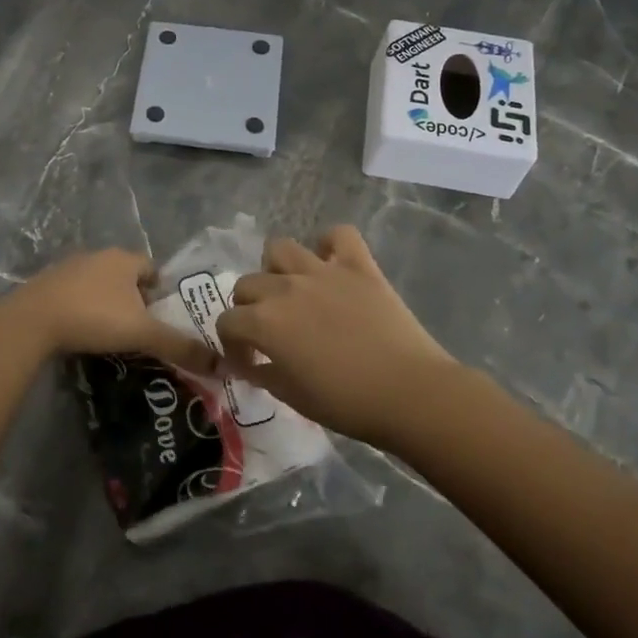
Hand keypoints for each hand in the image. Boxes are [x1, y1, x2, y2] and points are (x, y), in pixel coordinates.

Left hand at [5, 249, 218, 374]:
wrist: (32, 320)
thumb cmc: (94, 317)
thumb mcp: (142, 333)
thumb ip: (180, 346)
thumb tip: (222, 365)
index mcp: (124, 259)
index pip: (152, 268)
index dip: (161, 292)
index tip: (162, 318)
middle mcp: (97, 256)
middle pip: (125, 276)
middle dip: (134, 299)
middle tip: (140, 329)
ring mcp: (68, 268)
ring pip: (98, 284)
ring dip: (106, 303)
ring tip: (111, 334)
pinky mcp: (46, 285)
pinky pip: (73, 295)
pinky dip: (82, 309)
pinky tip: (81, 332)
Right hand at [216, 225, 456, 446]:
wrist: (409, 393)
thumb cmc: (347, 403)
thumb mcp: (292, 397)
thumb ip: (264, 375)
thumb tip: (253, 365)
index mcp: (265, 323)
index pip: (227, 322)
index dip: (232, 344)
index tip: (248, 362)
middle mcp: (286, 289)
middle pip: (247, 284)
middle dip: (248, 308)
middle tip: (268, 331)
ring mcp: (323, 271)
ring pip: (280, 248)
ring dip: (277, 269)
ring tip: (291, 290)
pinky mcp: (359, 265)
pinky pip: (338, 235)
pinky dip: (330, 245)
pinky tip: (331, 264)